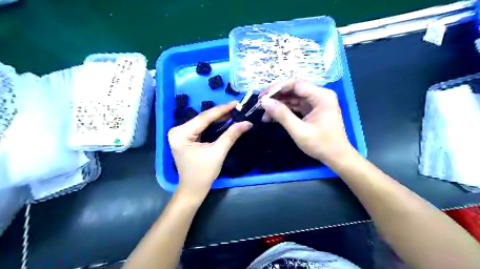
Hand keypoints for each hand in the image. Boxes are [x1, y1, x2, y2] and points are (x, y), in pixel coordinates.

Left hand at [168, 102, 251, 200]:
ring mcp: (179, 134)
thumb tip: (247, 123)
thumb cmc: (203, 173)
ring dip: (216, 118)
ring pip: (201, 122)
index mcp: (181, 134)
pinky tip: (222, 120)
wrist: (193, 188)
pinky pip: (200, 127)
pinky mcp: (184, 137)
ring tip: (232, 112)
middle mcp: (177, 131)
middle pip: (202, 118)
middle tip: (236, 108)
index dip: (221, 110)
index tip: (235, 103)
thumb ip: (231, 135)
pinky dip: (212, 124)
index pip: (203, 118)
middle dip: (219, 113)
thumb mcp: (218, 153)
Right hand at [261, 80, 353, 163]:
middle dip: (276, 97)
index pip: (296, 84)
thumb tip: (264, 102)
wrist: (336, 157)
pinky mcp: (313, 109)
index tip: (262, 97)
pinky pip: (296, 105)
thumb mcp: (299, 131)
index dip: (277, 88)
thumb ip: (282, 115)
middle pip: (294, 89)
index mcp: (321, 96)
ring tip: (265, 114)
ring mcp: (316, 102)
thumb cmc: (320, 144)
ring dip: (279, 104)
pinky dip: (285, 110)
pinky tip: (274, 116)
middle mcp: (320, 95)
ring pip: (293, 97)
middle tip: (260, 104)